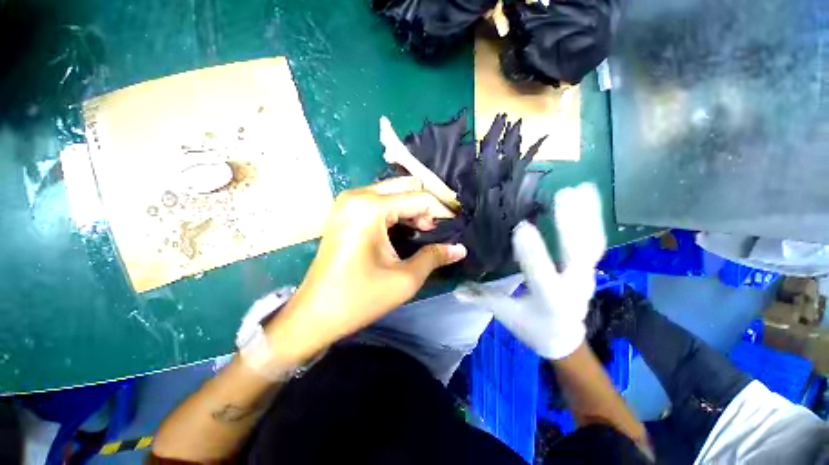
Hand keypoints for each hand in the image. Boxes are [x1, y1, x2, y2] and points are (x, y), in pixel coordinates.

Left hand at [266, 177, 466, 363]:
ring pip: (392, 193)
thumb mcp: (404, 279)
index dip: (442, 210)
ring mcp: (348, 202)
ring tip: (425, 230)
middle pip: (405, 188)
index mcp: (370, 208)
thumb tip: (460, 248)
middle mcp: (357, 196)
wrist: (314, 314)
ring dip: (412, 208)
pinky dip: (397, 211)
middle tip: (439, 227)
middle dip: (426, 205)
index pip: (419, 198)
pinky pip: (379, 201)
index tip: (457, 223)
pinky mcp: (345, 211)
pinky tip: (405, 228)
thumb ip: (435, 257)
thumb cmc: (359, 298)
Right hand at [455, 183, 605, 359]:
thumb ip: (483, 298)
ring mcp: (587, 275)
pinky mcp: (589, 267)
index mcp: (550, 301)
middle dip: (570, 226)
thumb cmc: (533, 327)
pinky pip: (594, 241)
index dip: (534, 254)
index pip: (542, 277)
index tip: (522, 228)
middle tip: (563, 195)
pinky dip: (593, 217)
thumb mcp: (507, 315)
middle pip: (577, 256)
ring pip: (590, 244)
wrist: (565, 338)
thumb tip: (456, 289)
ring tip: (578, 188)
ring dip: (586, 215)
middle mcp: (574, 287)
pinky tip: (589, 196)